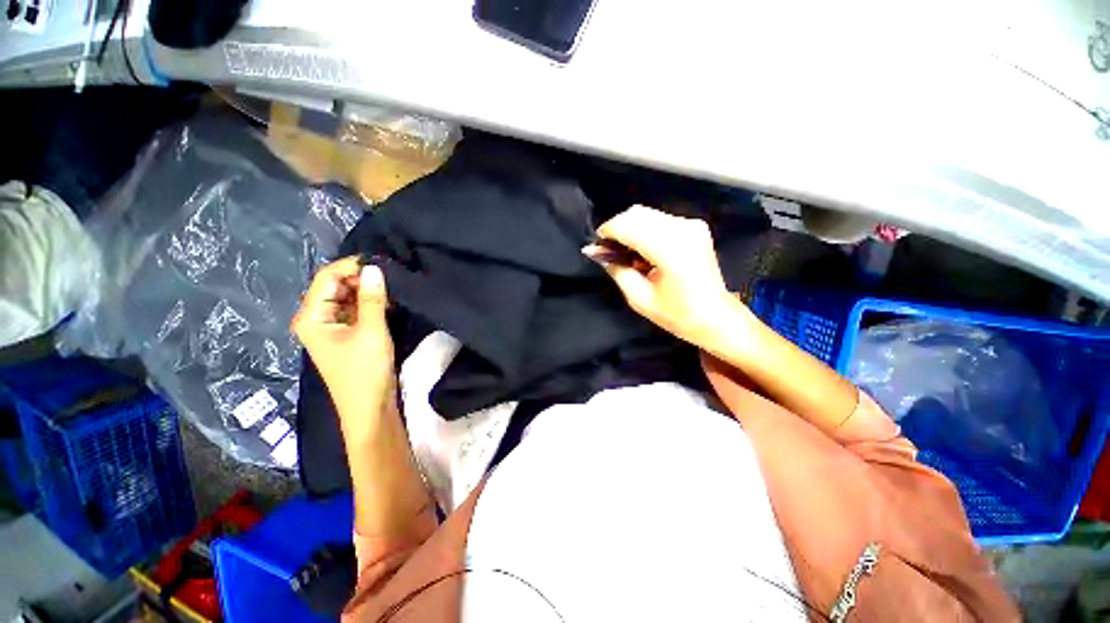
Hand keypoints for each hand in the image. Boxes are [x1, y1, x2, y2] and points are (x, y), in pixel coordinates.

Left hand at [292, 257, 395, 432]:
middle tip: (390, 274)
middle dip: (360, 278)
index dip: (351, 266)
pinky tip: (388, 301)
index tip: (380, 261)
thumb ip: (373, 298)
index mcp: (311, 317)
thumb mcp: (372, 331)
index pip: (326, 278)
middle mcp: (316, 318)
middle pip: (335, 287)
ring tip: (392, 286)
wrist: (370, 407)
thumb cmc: (365, 370)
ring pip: (347, 298)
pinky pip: (356, 311)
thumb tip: (374, 267)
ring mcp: (331, 327)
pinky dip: (370, 304)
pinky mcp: (347, 335)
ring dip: (367, 291)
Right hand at [586, 205, 748, 348]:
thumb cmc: (677, 314)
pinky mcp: (695, 227)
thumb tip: (597, 252)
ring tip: (625, 252)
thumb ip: (617, 270)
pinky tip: (642, 250)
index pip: (628, 226)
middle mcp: (682, 229)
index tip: (597, 246)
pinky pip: (659, 219)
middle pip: (637, 213)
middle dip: (617, 228)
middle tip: (609, 250)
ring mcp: (691, 225)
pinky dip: (644, 229)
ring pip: (647, 214)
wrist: (716, 317)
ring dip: (630, 228)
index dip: (607, 232)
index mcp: (669, 249)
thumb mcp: (639, 298)